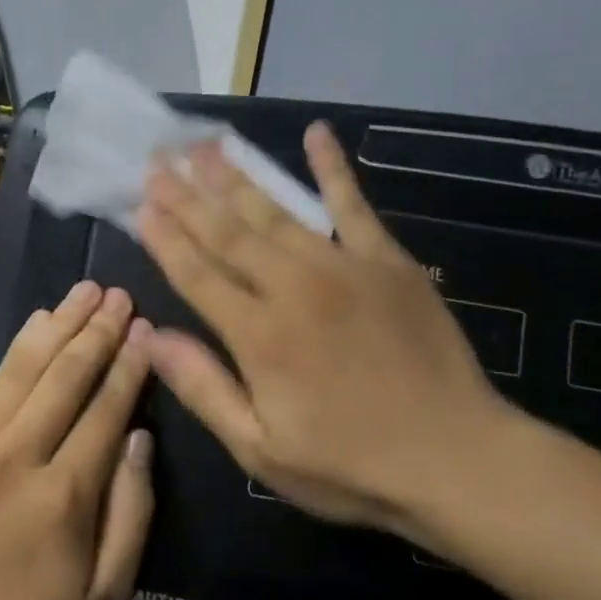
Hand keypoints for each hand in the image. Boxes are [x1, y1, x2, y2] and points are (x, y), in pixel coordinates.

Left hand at [0, 281, 155, 599]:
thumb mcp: (107, 592)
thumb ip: (132, 510)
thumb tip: (140, 435)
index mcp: (66, 495)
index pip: (106, 410)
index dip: (129, 365)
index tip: (146, 327)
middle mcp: (22, 457)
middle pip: (66, 377)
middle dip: (98, 331)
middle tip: (121, 294)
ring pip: (27, 368)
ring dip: (60, 324)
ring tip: (86, 290)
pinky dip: (20, 347)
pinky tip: (40, 321)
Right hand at [135, 124, 519, 543]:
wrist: (459, 460)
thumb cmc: (350, 465)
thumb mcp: (261, 450)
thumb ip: (204, 388)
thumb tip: (151, 335)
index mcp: (258, 335)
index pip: (197, 274)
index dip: (165, 238)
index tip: (141, 204)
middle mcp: (292, 288)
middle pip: (227, 234)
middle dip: (188, 197)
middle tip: (159, 160)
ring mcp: (343, 268)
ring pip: (275, 213)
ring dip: (236, 178)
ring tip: (206, 147)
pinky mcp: (388, 261)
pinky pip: (353, 205)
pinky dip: (333, 168)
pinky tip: (317, 133)